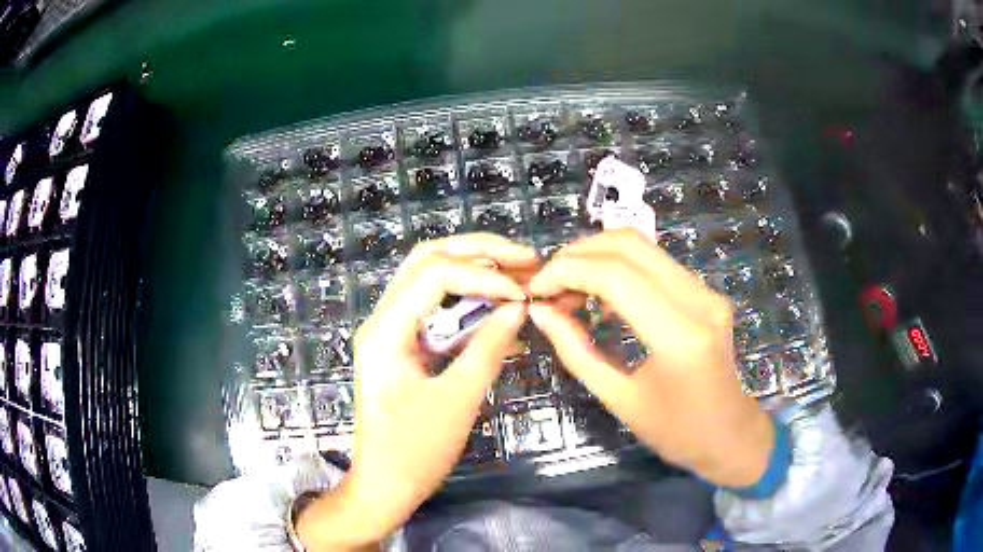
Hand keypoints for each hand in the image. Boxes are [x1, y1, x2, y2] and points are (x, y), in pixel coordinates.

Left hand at [295, 234, 536, 550]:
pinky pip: (436, 308)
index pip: (435, 273)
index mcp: (386, 330)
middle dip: (479, 252)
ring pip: (431, 278)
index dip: (484, 273)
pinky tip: (499, 309)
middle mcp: (383, 319)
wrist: (384, 485)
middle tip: (525, 258)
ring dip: (475, 271)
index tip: (524, 292)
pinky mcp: (403, 345)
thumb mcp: (457, 401)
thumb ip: (488, 349)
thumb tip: (519, 307)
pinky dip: (469, 301)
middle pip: (428, 259)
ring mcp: (391, 330)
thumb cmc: (414, 452)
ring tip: (517, 274)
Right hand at [527, 230, 774, 487]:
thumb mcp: (619, 399)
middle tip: (548, 283)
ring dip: (597, 257)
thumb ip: (576, 351)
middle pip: (629, 245)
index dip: (567, 272)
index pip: (615, 276)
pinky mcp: (706, 292)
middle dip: (578, 254)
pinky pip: (655, 263)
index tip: (536, 289)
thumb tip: (540, 311)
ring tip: (568, 289)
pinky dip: (619, 267)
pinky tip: (600, 295)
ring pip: (642, 246)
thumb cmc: (676, 432)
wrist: (731, 435)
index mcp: (680, 335)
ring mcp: (707, 291)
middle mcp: (699, 300)